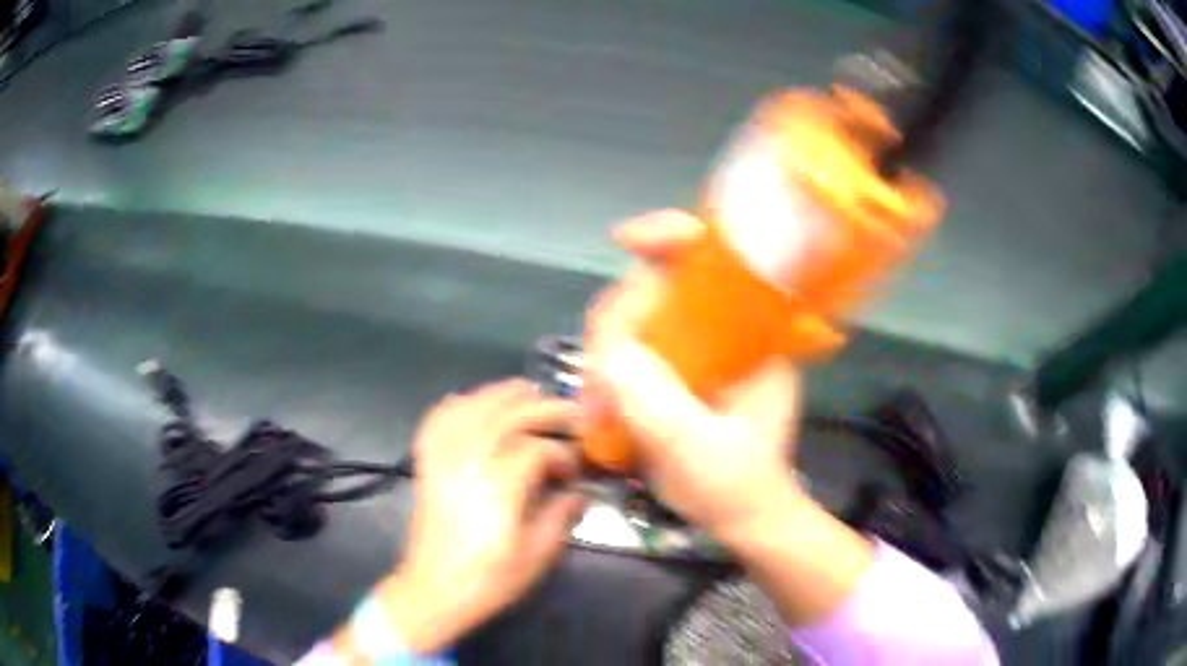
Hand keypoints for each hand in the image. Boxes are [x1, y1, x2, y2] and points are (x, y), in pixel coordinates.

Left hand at [381, 380, 584, 652]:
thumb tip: (579, 493)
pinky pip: (438, 419)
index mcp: (499, 485)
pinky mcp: (427, 463)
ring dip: (503, 394)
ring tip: (528, 393)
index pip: (538, 448)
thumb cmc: (489, 578)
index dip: (563, 454)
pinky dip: (458, 405)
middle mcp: (469, 461)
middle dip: (544, 407)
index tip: (574, 472)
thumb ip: (561, 516)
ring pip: (472, 407)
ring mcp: (443, 458)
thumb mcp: (537, 555)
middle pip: (508, 414)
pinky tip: (474, 404)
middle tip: (570, 412)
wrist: (434, 590)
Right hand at [583, 209, 804, 540]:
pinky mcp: (670, 369)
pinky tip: (599, 403)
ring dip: (605, 350)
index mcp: (752, 331)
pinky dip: (604, 369)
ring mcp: (693, 347)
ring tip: (599, 402)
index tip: (626, 241)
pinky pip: (626, 348)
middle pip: (659, 283)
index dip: (672, 235)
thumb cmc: (738, 484)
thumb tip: (609, 358)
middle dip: (619, 315)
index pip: (715, 256)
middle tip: (601, 371)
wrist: (739, 515)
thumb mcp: (704, 449)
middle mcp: (721, 327)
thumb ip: (661, 407)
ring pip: (635, 317)